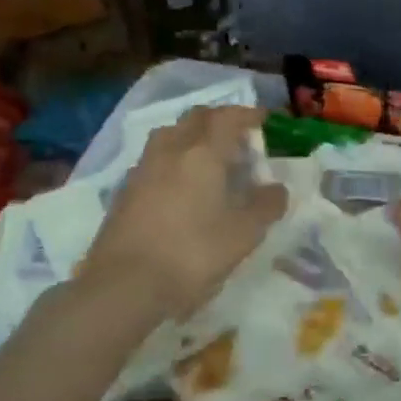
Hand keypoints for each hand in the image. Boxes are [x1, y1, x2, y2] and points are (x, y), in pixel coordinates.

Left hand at [79, 105, 287, 318]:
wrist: (123, 286)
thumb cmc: (192, 254)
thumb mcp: (243, 234)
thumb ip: (266, 206)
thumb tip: (277, 189)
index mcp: (203, 153)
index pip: (228, 117)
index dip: (248, 114)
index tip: (264, 120)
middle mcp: (171, 150)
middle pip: (196, 118)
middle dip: (219, 120)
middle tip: (238, 139)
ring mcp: (143, 169)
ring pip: (170, 135)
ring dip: (192, 136)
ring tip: (208, 159)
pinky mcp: (125, 191)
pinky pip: (155, 159)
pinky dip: (173, 160)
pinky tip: (181, 186)